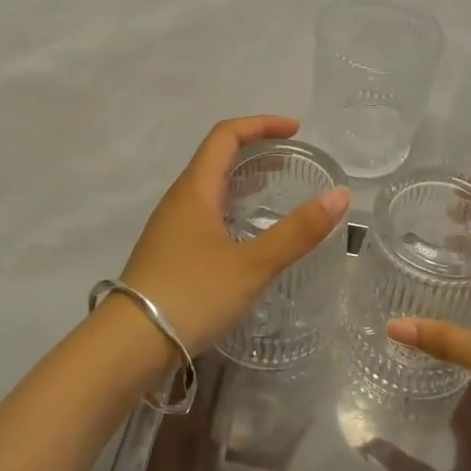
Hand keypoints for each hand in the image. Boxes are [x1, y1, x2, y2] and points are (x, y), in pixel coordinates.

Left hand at [116, 116, 350, 355]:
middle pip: (215, 157)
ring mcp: (170, 228)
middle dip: (255, 149)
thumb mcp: (253, 264)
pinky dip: (232, 207)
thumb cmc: (192, 294)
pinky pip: (204, 213)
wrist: (130, 346)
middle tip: (290, 160)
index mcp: (195, 190)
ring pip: (209, 188)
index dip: (261, 124)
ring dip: (242, 179)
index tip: (295, 130)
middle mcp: (179, 200)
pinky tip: (247, 235)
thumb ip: (298, 231)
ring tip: (274, 191)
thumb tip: (340, 195)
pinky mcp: (169, 253)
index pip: (226, 136)